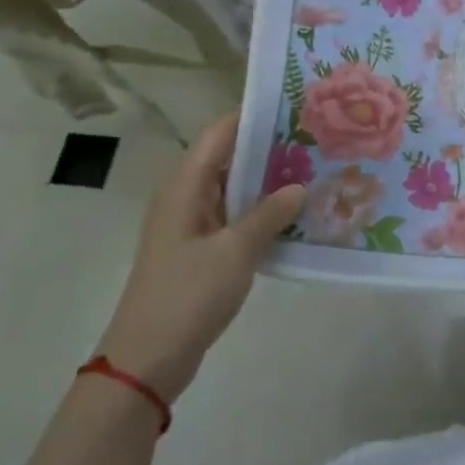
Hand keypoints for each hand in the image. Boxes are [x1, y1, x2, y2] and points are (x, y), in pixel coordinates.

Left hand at [94, 114, 304, 401]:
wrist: (148, 358)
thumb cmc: (188, 294)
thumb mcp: (236, 252)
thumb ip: (269, 215)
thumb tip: (299, 186)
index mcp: (185, 187)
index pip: (220, 134)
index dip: (253, 116)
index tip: (294, 105)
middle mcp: (185, 198)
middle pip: (228, 159)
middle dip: (269, 148)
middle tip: (316, 140)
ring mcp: (191, 226)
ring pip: (234, 190)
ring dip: (267, 182)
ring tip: (314, 171)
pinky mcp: (199, 251)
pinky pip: (233, 218)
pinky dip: (260, 212)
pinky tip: (294, 216)